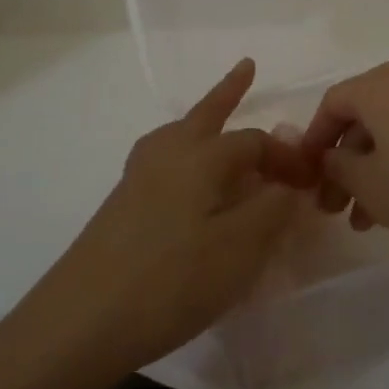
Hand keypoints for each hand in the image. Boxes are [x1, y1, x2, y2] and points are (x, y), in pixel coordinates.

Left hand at [26, 59, 306, 380]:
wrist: (79, 322)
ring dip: (202, 118)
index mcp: (201, 157)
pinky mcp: (121, 204)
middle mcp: (169, 154)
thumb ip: (271, 210)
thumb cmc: (170, 282)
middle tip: (247, 67)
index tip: (310, 182)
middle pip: (206, 113)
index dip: (286, 156)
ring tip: (215, 114)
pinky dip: (181, 149)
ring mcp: (139, 177)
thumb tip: (289, 182)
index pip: (255, 141)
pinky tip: (181, 174)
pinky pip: (163, 158)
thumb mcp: (239, 250)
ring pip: (179, 133)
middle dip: (229, 90)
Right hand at [298, 62, 388, 266]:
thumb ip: (338, 168)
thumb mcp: (372, 186)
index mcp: (379, 85)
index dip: (313, 140)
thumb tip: (332, 157)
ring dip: (374, 166)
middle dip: (344, 161)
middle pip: (363, 114)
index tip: (307, 177)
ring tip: (368, 218)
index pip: (331, 103)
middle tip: (336, 207)